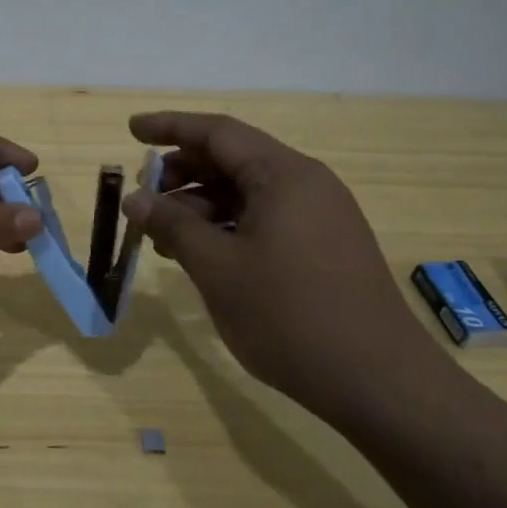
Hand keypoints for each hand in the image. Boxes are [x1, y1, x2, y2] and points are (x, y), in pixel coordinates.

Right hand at [124, 112, 445, 409]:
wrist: (375, 380)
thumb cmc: (288, 316)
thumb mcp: (218, 268)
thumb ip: (172, 226)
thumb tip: (135, 199)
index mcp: (283, 175)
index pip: (217, 132)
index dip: (170, 127)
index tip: (131, 130)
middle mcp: (306, 184)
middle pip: (233, 160)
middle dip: (182, 174)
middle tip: (143, 200)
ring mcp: (319, 216)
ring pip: (247, 194)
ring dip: (201, 207)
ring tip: (163, 238)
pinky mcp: (323, 247)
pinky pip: (265, 220)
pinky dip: (228, 229)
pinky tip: (202, 256)